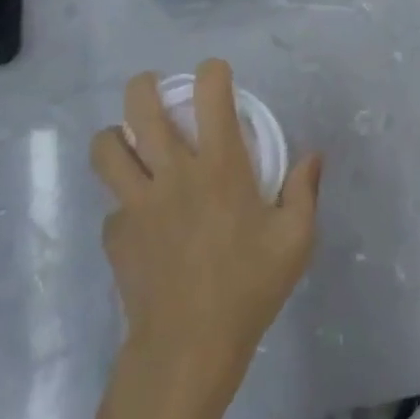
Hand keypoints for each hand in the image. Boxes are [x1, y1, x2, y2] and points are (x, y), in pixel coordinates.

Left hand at [90, 61, 321, 391]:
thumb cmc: (249, 287)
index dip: (213, 72)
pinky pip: (112, 204)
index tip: (217, 75)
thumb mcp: (296, 240)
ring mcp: (136, 203)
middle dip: (143, 86)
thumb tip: (314, 154)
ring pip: (105, 148)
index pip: (211, 95)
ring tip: (132, 145)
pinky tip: (145, 224)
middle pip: (139, 107)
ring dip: (116, 137)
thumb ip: (305, 190)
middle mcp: (172, 173)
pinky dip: (126, 203)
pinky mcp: (115, 234)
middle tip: (154, 90)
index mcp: (220, 167)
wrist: (188, 346)